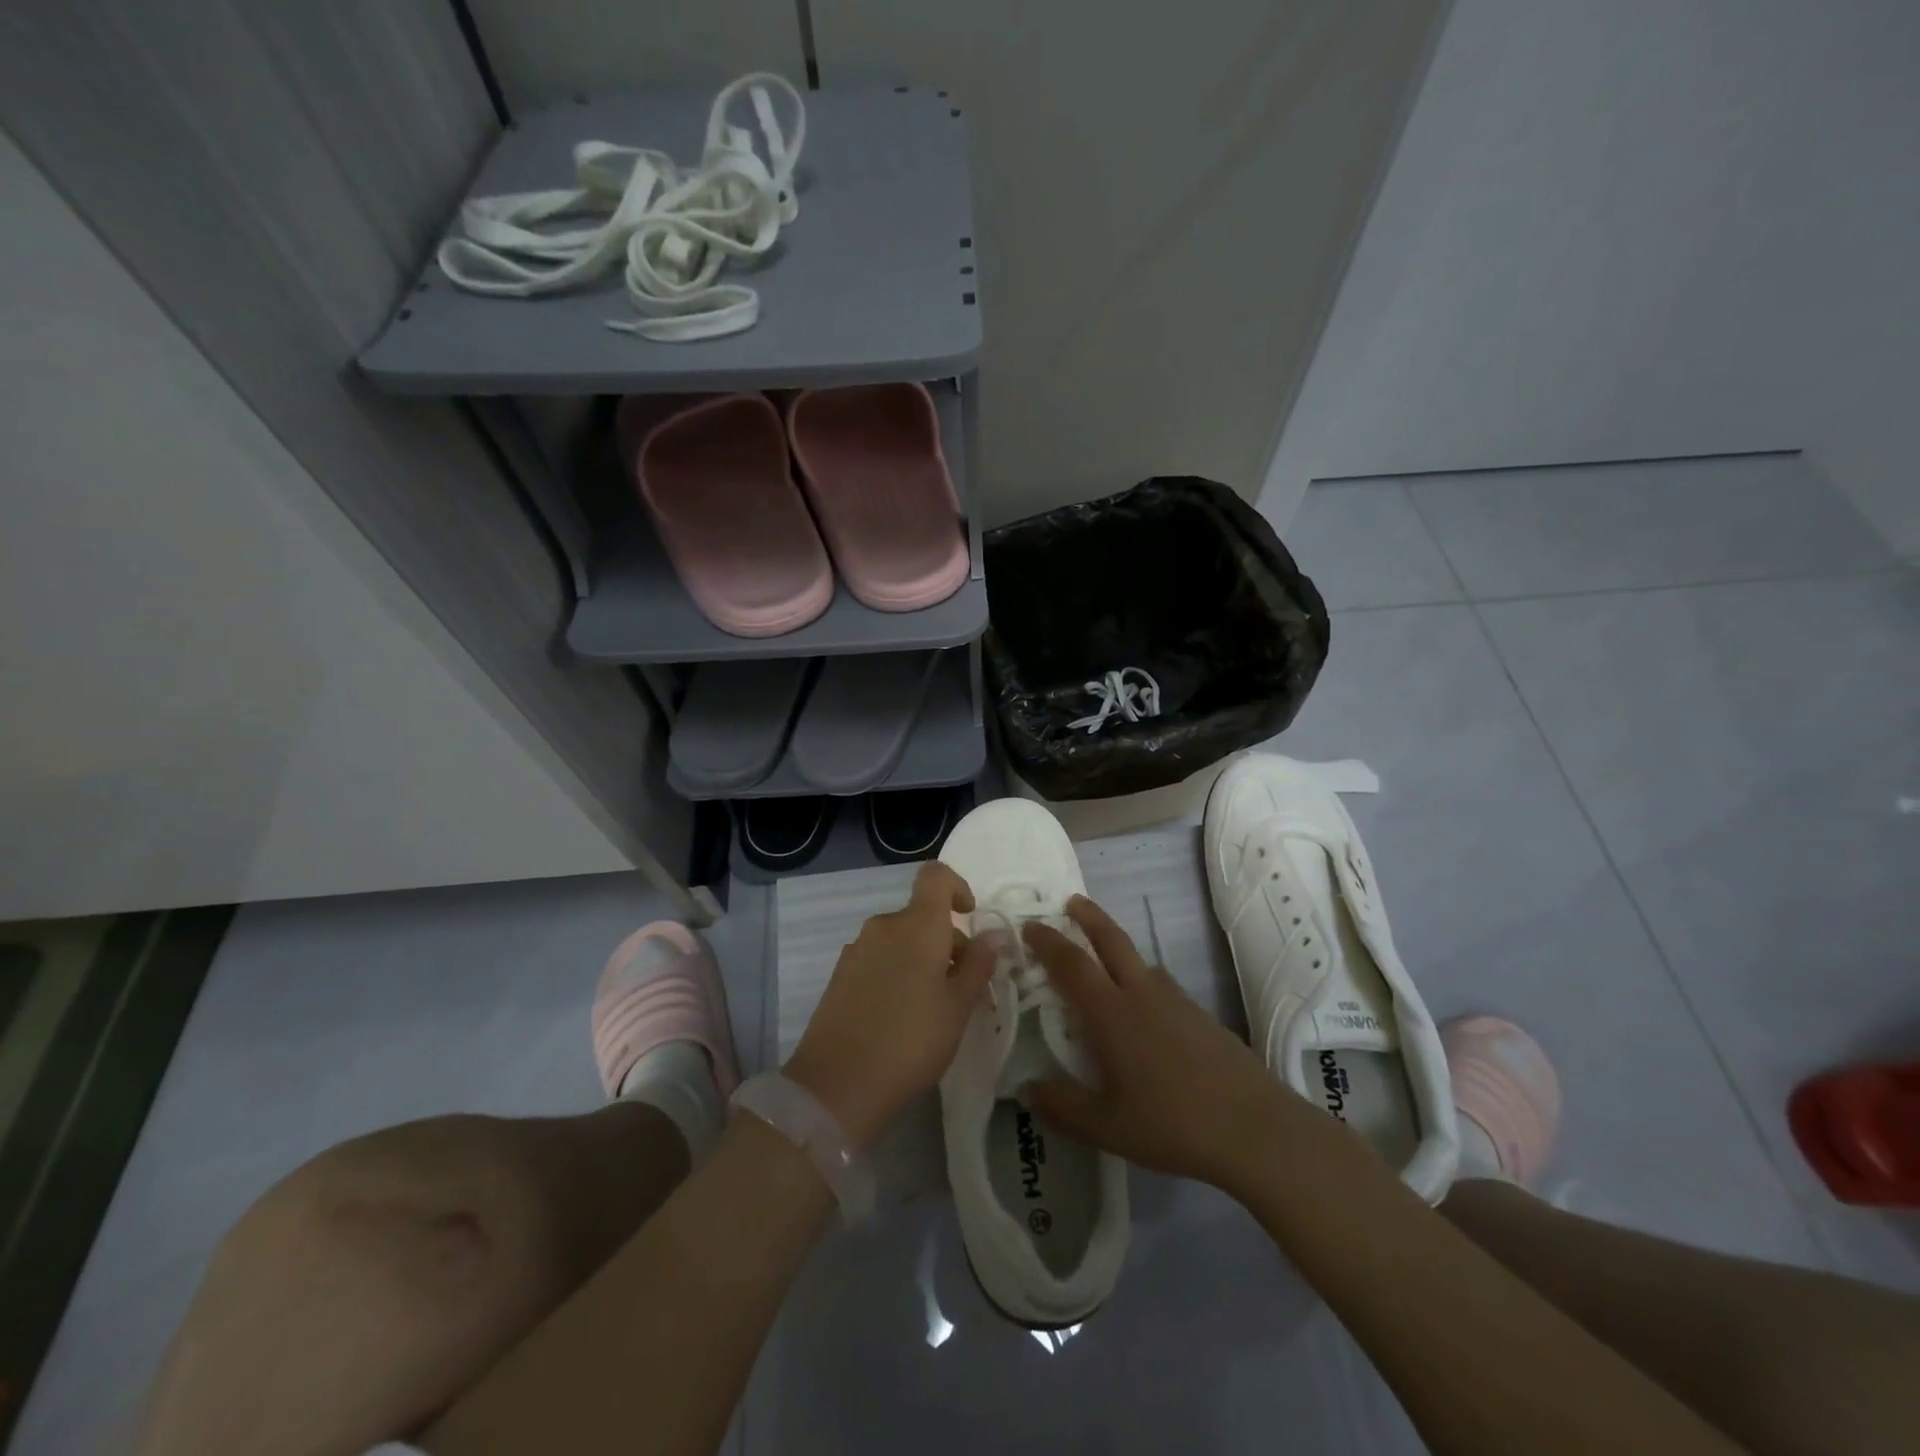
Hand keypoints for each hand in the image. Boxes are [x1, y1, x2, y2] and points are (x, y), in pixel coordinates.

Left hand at [784, 861, 997, 1146]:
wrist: (837, 1084)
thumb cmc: (911, 1041)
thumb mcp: (958, 1007)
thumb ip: (978, 965)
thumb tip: (994, 933)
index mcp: (917, 925)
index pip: (935, 877)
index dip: (956, 887)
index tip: (969, 917)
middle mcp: (884, 926)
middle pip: (921, 915)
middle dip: (946, 940)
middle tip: (962, 988)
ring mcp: (857, 949)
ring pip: (900, 939)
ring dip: (921, 959)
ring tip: (932, 1008)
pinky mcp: (840, 975)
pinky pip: (878, 958)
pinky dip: (897, 972)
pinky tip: (900, 1016)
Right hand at [1023, 896, 1293, 1191]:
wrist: (1255, 1128)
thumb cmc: (1172, 1123)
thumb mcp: (1107, 1126)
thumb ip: (1062, 1107)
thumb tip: (1025, 1091)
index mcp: (1112, 1014)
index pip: (1072, 964)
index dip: (1049, 942)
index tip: (1030, 925)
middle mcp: (1142, 995)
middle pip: (1111, 941)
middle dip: (1088, 917)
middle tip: (1071, 901)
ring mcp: (1176, 1001)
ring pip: (1140, 960)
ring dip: (1116, 946)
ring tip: (1103, 955)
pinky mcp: (1201, 1015)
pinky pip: (1161, 984)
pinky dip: (1141, 977)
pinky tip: (1144, 1005)